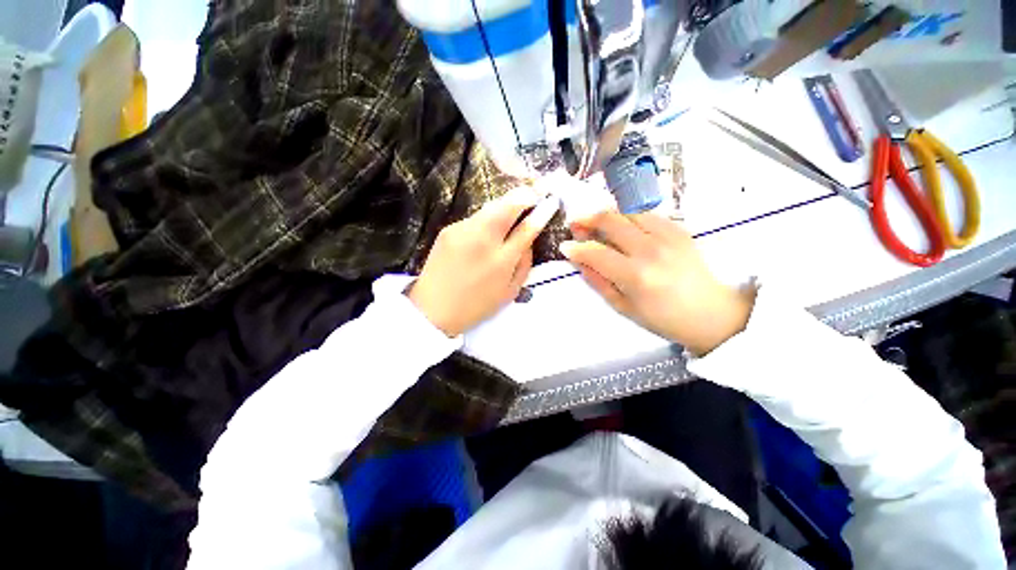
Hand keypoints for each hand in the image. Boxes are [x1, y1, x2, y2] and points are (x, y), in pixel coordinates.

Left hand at [409, 188, 559, 336]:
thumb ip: (524, 264)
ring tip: (511, 210)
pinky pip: (474, 219)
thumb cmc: (476, 306)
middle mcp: (483, 239)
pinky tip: (484, 232)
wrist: (433, 310)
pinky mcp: (448, 230)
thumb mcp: (509, 292)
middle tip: (533, 193)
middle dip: (524, 194)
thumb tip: (529, 239)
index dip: (542, 211)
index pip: (527, 228)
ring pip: (490, 207)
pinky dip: (485, 220)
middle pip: (508, 204)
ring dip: (504, 206)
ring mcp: (462, 231)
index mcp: (502, 260)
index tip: (550, 201)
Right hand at [560, 211, 754, 354]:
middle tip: (576, 224)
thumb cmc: (663, 318)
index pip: (595, 252)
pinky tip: (623, 226)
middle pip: (610, 220)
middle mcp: (651, 249)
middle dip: (587, 219)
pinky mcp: (680, 229)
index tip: (565, 246)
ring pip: (627, 211)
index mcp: (636, 276)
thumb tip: (579, 260)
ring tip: (597, 223)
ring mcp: (668, 235)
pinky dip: (628, 217)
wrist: (712, 313)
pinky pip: (646, 213)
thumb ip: (597, 281)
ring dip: (607, 214)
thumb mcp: (623, 307)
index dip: (575, 248)